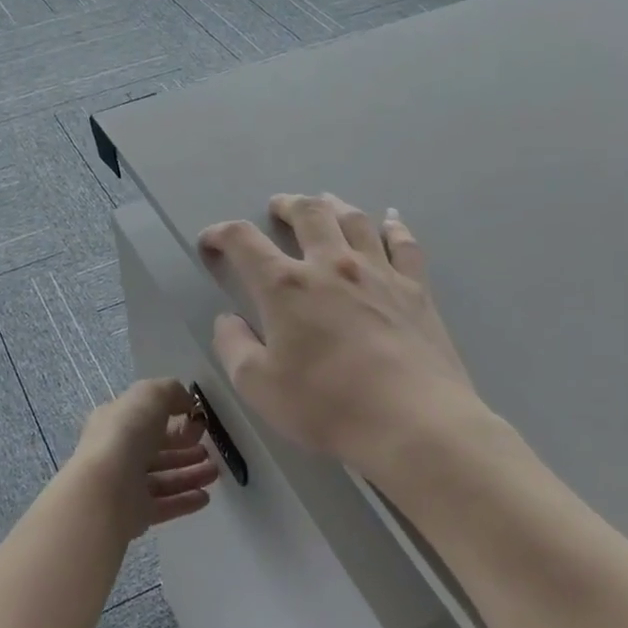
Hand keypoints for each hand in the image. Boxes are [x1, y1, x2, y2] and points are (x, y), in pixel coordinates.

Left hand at [69, 378, 219, 538]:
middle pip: (156, 449)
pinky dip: (185, 500)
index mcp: (115, 422)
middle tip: (209, 450)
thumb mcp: (150, 395)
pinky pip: (164, 505)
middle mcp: (118, 452)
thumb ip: (170, 391)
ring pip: (163, 478)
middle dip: (184, 448)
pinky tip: (205, 497)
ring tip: (215, 472)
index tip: (198, 421)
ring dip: (189, 474)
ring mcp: (125, 485)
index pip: (145, 418)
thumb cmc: (126, 434)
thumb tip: (185, 401)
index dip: (173, 417)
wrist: (105, 490)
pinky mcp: (135, 513)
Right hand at [199, 194, 496, 478]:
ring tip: (325, 204)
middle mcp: (332, 265)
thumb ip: (233, 346)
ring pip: (355, 220)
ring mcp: (379, 273)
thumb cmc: (326, 405)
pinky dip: (393, 227)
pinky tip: (389, 221)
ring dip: (334, 206)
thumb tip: (227, 319)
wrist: (413, 422)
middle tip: (277, 207)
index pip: (244, 241)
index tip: (211, 241)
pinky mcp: (416, 289)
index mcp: (286, 286)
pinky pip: (404, 244)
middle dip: (287, 205)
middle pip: (308, 214)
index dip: (222, 234)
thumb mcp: (258, 385)